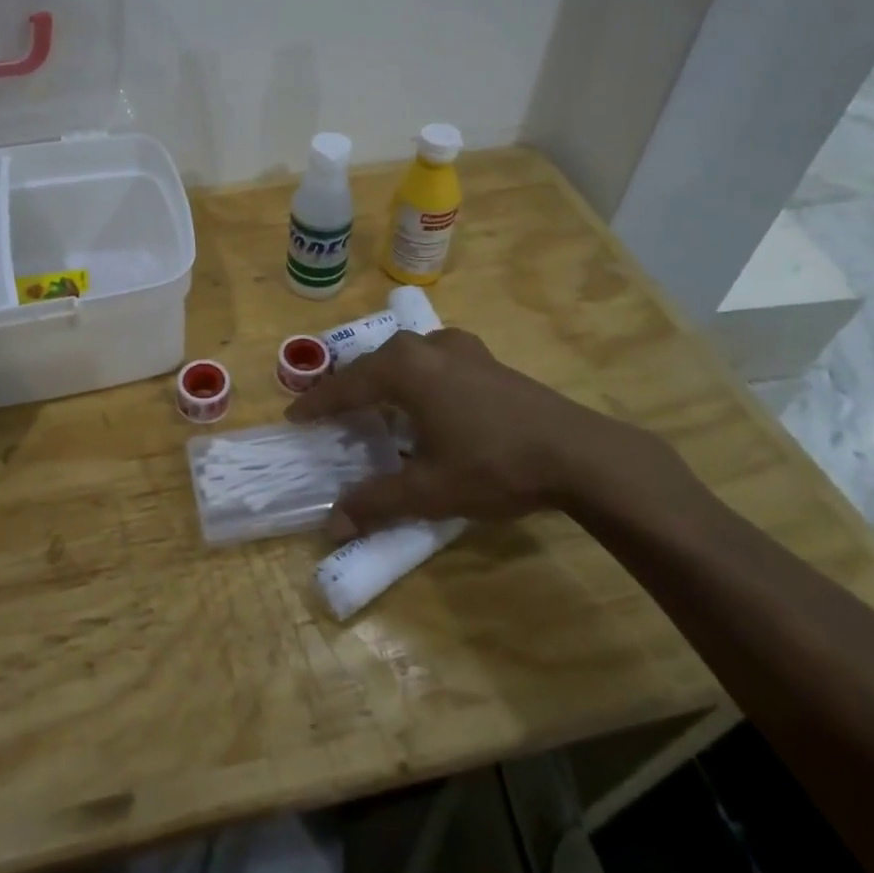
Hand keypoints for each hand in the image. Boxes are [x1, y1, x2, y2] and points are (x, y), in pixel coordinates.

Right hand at [285, 328, 688, 538]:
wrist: (579, 453)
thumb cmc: (493, 464)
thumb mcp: (429, 489)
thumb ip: (377, 502)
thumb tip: (331, 524)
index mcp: (403, 370)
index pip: (346, 386)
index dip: (317, 405)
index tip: (294, 418)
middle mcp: (426, 348)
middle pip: (373, 364)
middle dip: (349, 387)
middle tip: (331, 413)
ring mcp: (460, 348)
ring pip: (405, 357)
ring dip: (384, 378)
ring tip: (375, 402)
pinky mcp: (487, 359)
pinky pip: (433, 360)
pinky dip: (416, 377)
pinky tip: (428, 397)